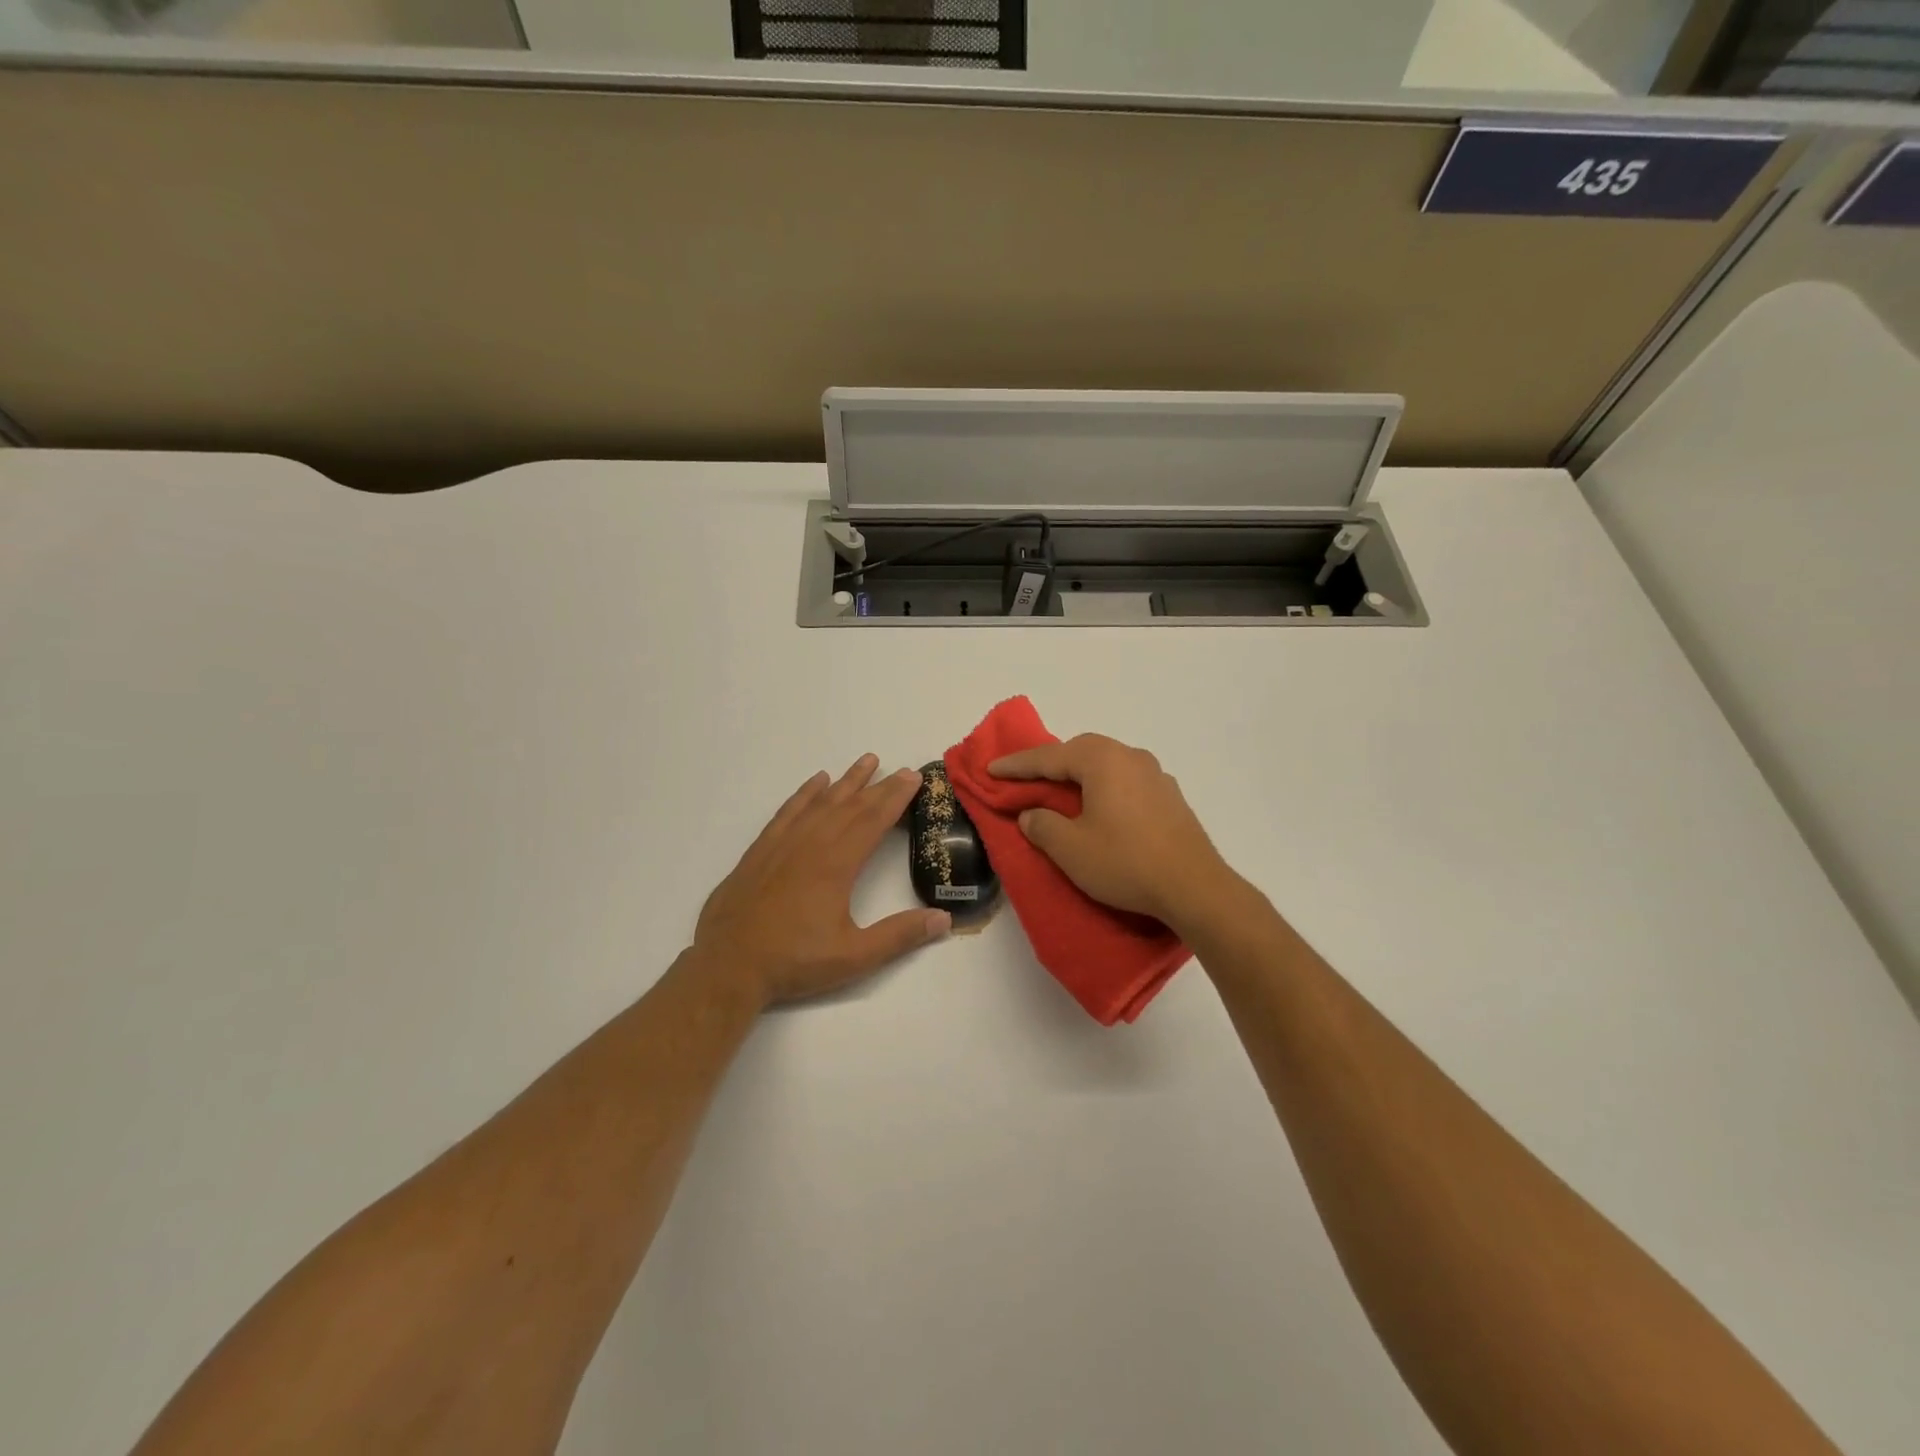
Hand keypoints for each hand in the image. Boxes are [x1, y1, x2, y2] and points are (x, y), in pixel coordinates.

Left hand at [692, 754, 950, 1007]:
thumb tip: (944, 919)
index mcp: (836, 865)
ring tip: (866, 761)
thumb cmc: (794, 961)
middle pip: (851, 806)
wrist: (728, 965)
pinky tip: (816, 782)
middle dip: (879, 786)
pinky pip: (788, 811)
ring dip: (846, 781)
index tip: (913, 777)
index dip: (895, 798)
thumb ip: (899, 936)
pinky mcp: (761, 850)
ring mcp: (783, 844)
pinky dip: (805, 794)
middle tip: (901, 769)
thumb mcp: (854, 956)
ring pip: (820, 802)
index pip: (873, 821)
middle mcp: (811, 844)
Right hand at [990, 734, 1234, 929]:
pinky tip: (1101, 809)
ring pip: (1107, 765)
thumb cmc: (1125, 863)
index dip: (1017, 765)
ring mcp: (1156, 775)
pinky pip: (1126, 782)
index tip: (991, 770)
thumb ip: (1042, 825)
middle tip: (1026, 780)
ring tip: (1062, 793)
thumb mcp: (1070, 849)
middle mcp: (1131, 756)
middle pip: (1081, 752)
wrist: (1194, 888)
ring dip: (1080, 775)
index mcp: (1102, 760)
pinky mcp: (1171, 798)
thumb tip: (1032, 814)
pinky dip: (1104, 788)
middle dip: (1051, 764)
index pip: (1049, 757)